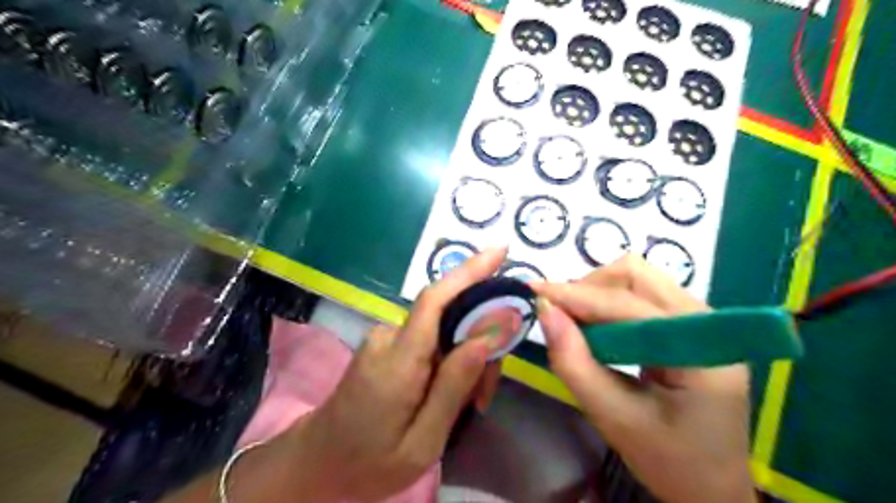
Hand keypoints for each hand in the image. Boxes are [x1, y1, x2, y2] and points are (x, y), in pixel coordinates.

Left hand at [288, 246, 510, 501]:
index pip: (435, 300)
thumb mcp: (423, 441)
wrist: (317, 464)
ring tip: (468, 404)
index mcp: (397, 362)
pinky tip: (449, 393)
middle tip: (484, 396)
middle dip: (479, 341)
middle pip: (448, 316)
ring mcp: (384, 338)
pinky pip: (429, 340)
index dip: (469, 271)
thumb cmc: (369, 463)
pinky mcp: (385, 344)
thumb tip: (486, 338)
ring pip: (442, 331)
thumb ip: (453, 387)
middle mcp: (389, 337)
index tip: (501, 251)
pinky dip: (448, 359)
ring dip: (464, 357)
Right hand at [531, 256, 753, 502]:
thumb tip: (544, 311)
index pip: (628, 305)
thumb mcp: (614, 418)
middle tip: (558, 315)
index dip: (576, 295)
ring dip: (597, 292)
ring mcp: (699, 319)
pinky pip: (640, 294)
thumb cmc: (669, 461)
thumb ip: (575, 364)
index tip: (533, 291)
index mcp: (701, 351)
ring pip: (637, 279)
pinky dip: (608, 302)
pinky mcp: (686, 325)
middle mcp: (706, 322)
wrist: (712, 486)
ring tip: (574, 322)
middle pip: (636, 276)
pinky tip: (595, 326)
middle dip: (589, 288)